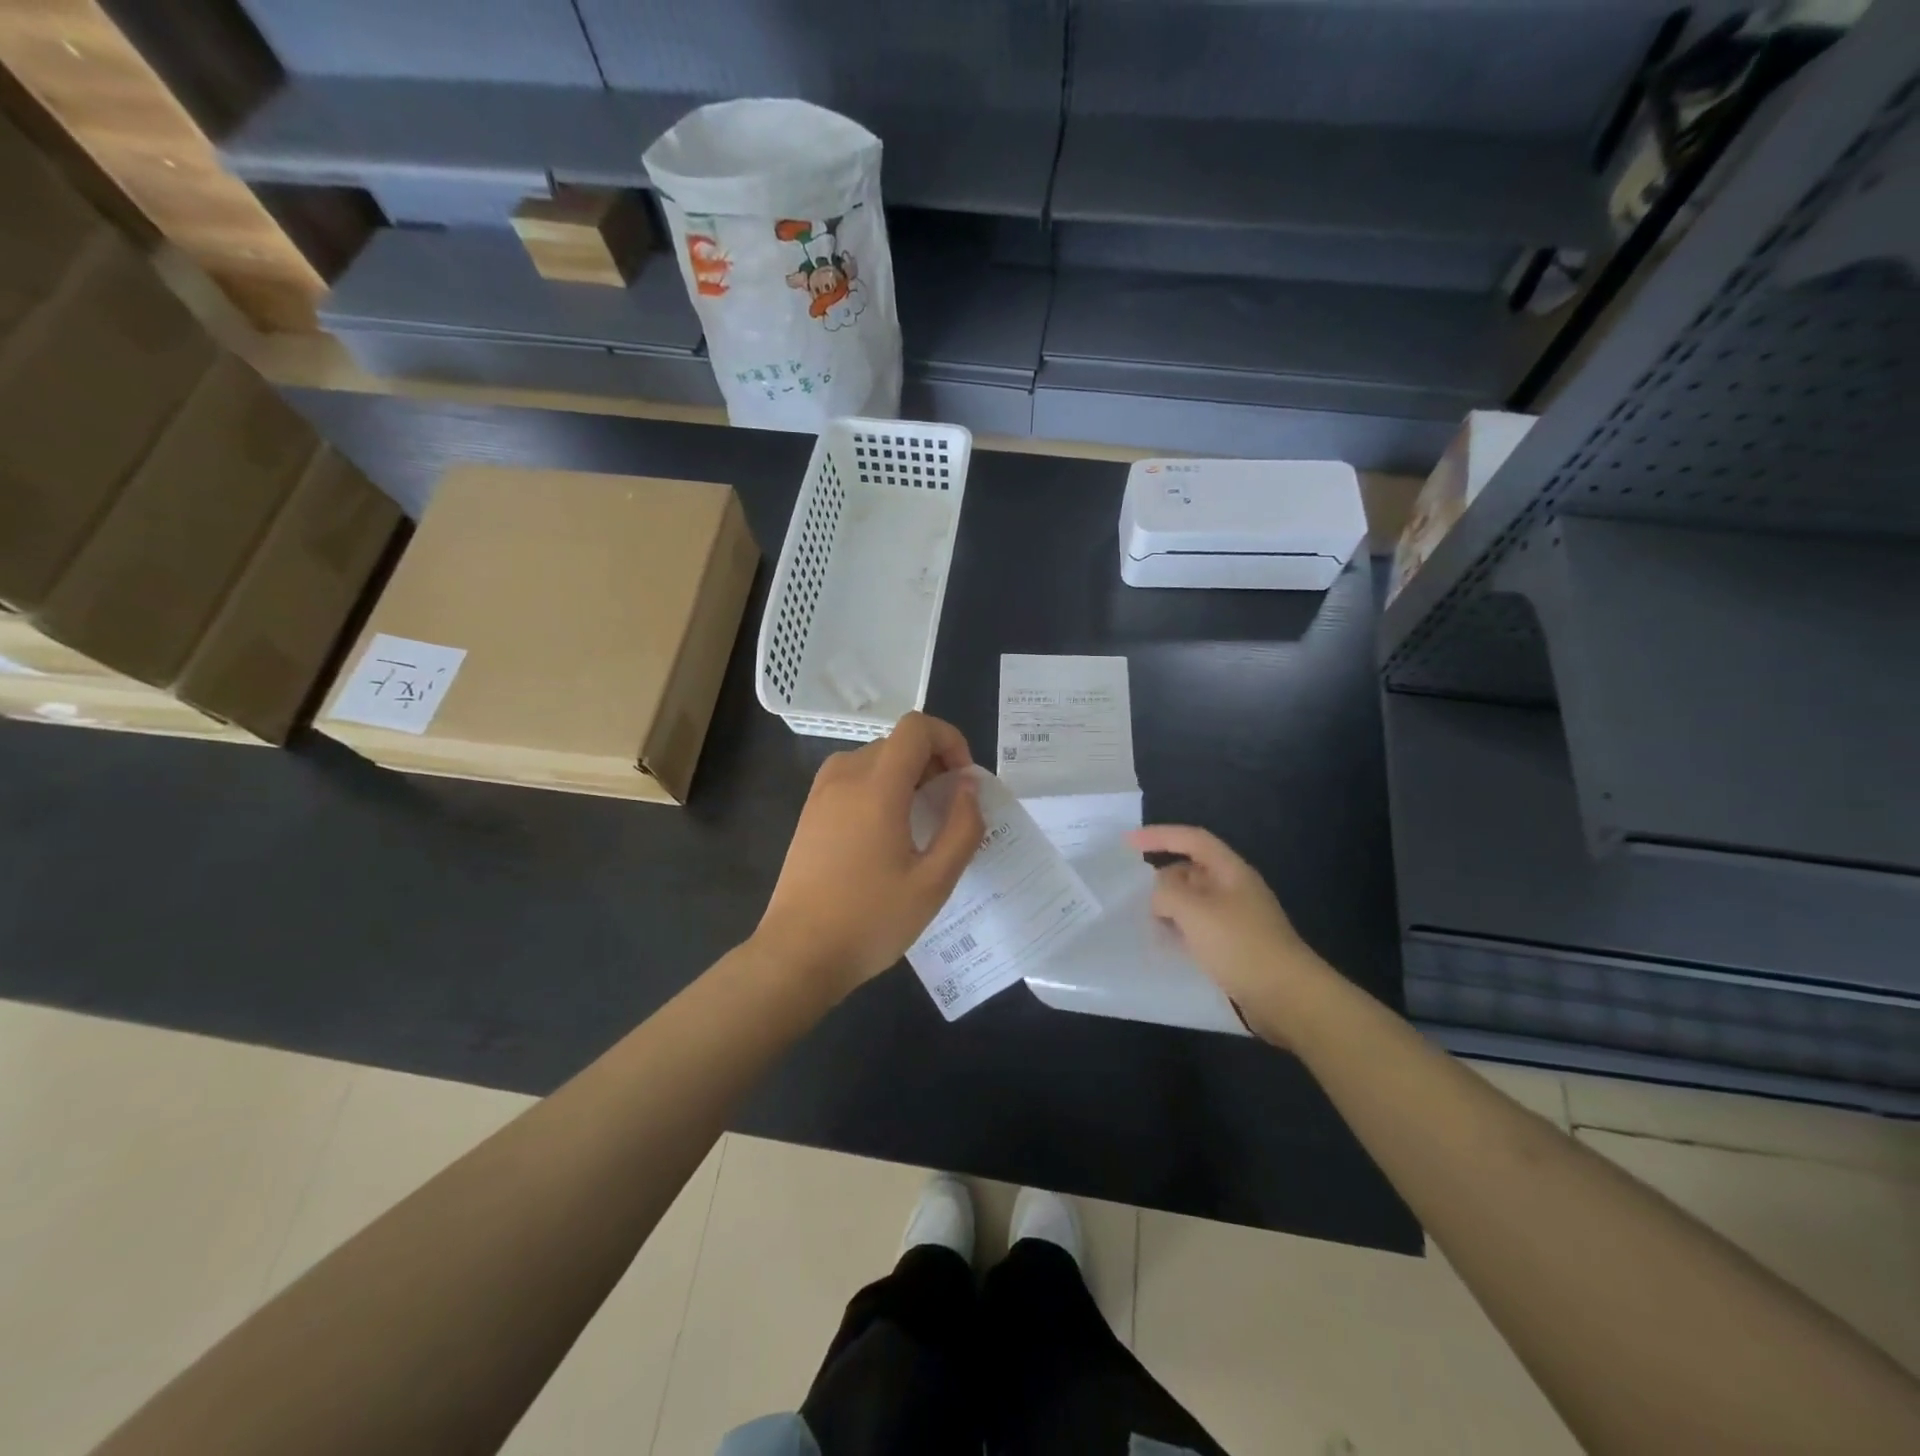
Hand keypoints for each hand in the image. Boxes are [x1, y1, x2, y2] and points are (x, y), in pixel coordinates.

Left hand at [755, 712, 985, 1001]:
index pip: (917, 727)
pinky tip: (886, 834)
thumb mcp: (933, 882)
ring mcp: (821, 793)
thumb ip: (962, 827)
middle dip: (932, 762)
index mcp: (876, 787)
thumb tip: (968, 787)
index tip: (962, 780)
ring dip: (906, 775)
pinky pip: (853, 779)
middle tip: (949, 809)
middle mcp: (845, 777)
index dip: (949, 740)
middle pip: (897, 742)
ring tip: (920, 822)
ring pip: (875, 759)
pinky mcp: (810, 812)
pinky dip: (879, 788)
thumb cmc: (871, 919)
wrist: (798, 954)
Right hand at [1129, 825, 1333, 1046]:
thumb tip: (1159, 894)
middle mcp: (1236, 889)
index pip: (1192, 839)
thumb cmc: (1240, 945)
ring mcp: (1239, 919)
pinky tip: (1170, 946)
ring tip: (1149, 923)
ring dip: (1171, 908)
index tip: (1128, 843)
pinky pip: (1202, 928)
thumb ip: (1168, 892)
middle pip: (1193, 870)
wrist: (1288, 998)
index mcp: (1231, 871)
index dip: (1160, 836)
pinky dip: (1182, 930)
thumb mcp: (1194, 911)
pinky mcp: (1238, 946)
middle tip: (1138, 898)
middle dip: (1164, 879)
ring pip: (1196, 901)